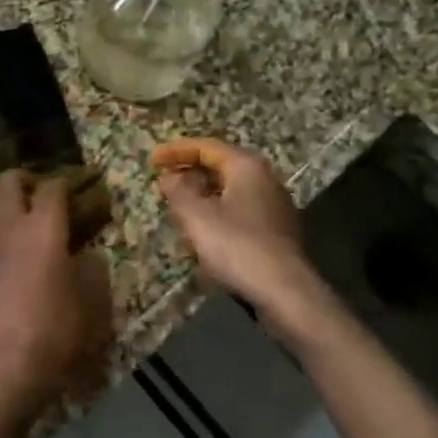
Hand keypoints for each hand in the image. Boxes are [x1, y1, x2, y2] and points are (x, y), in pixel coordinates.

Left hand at [0, 171, 113, 418]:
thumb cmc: (53, 330)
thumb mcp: (89, 302)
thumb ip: (90, 270)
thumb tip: (86, 254)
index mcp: (44, 226)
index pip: (53, 187)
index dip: (64, 183)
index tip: (72, 189)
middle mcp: (7, 222)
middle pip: (8, 180)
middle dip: (24, 179)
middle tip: (36, 191)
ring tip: (7, 208)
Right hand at [150, 138, 320, 319]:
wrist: (285, 291)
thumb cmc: (236, 245)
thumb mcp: (196, 215)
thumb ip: (178, 190)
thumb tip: (170, 177)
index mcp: (246, 166)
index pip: (206, 147)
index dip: (176, 151)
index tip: (152, 161)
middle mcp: (265, 178)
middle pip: (220, 165)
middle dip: (189, 172)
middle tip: (163, 182)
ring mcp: (274, 205)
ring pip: (230, 189)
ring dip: (202, 193)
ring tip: (178, 205)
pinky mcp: (276, 230)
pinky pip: (239, 209)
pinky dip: (217, 211)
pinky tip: (203, 230)